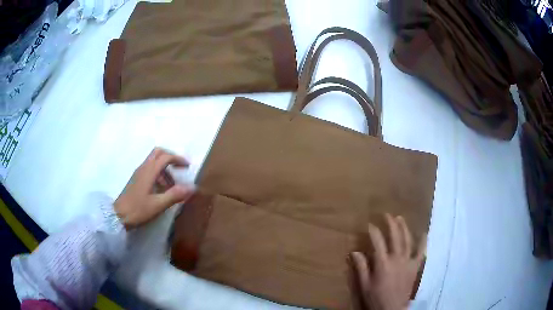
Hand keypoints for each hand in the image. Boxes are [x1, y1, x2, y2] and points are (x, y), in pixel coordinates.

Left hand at [114, 148, 194, 228]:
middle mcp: (143, 168)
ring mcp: (138, 173)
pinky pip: (149, 170)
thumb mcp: (158, 204)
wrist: (117, 216)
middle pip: (158, 153)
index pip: (165, 157)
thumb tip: (192, 187)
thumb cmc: (137, 209)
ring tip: (172, 186)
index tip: (188, 167)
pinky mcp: (136, 180)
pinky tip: (161, 189)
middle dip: (170, 157)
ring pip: (154, 161)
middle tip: (180, 168)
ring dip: (165, 168)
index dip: (178, 159)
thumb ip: (174, 195)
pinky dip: (159, 174)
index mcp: (149, 171)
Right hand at [351, 214, 425, 309]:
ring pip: (407, 241)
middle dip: (391, 224)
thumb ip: (361, 268)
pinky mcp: (415, 267)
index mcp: (383, 263)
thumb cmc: (376, 297)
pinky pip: (421, 252)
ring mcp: (408, 262)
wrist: (392, 308)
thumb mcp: (364, 285)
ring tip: (400, 218)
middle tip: (386, 215)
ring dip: (404, 228)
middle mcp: (397, 259)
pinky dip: (422, 242)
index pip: (378, 242)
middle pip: (395, 237)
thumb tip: (355, 252)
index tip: (369, 224)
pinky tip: (423, 233)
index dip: (374, 231)